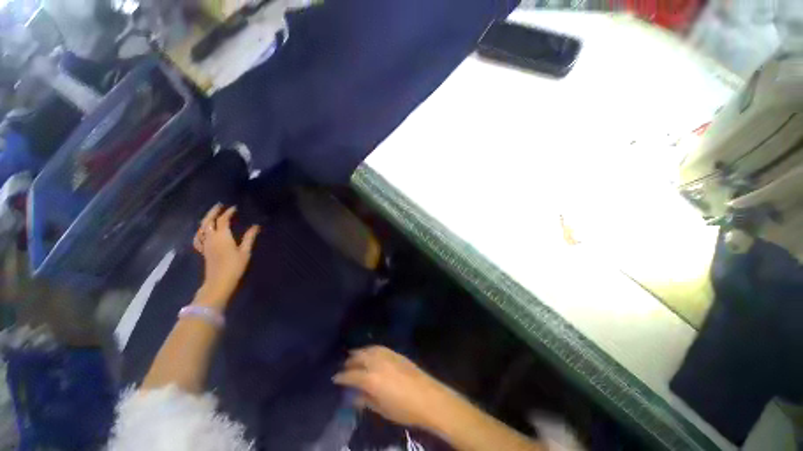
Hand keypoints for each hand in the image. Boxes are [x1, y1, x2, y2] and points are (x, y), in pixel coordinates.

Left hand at [193, 204, 259, 303]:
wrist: (219, 282)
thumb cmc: (234, 266)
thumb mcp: (245, 251)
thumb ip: (249, 237)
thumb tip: (256, 226)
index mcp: (222, 236)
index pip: (223, 220)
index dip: (228, 212)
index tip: (235, 208)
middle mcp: (211, 238)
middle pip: (208, 221)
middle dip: (213, 212)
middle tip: (219, 205)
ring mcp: (205, 244)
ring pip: (201, 228)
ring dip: (206, 219)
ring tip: (211, 215)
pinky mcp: (203, 251)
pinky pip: (198, 237)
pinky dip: (200, 231)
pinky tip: (203, 231)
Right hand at [333, 346, 457, 429]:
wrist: (428, 397)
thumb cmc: (404, 409)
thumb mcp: (382, 410)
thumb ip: (366, 400)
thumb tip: (355, 396)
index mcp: (370, 379)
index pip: (351, 375)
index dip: (342, 377)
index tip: (335, 378)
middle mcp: (376, 363)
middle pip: (359, 358)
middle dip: (349, 361)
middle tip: (344, 367)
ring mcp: (387, 355)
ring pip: (368, 349)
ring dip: (359, 352)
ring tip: (354, 356)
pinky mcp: (396, 353)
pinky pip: (379, 347)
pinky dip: (371, 349)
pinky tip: (370, 352)